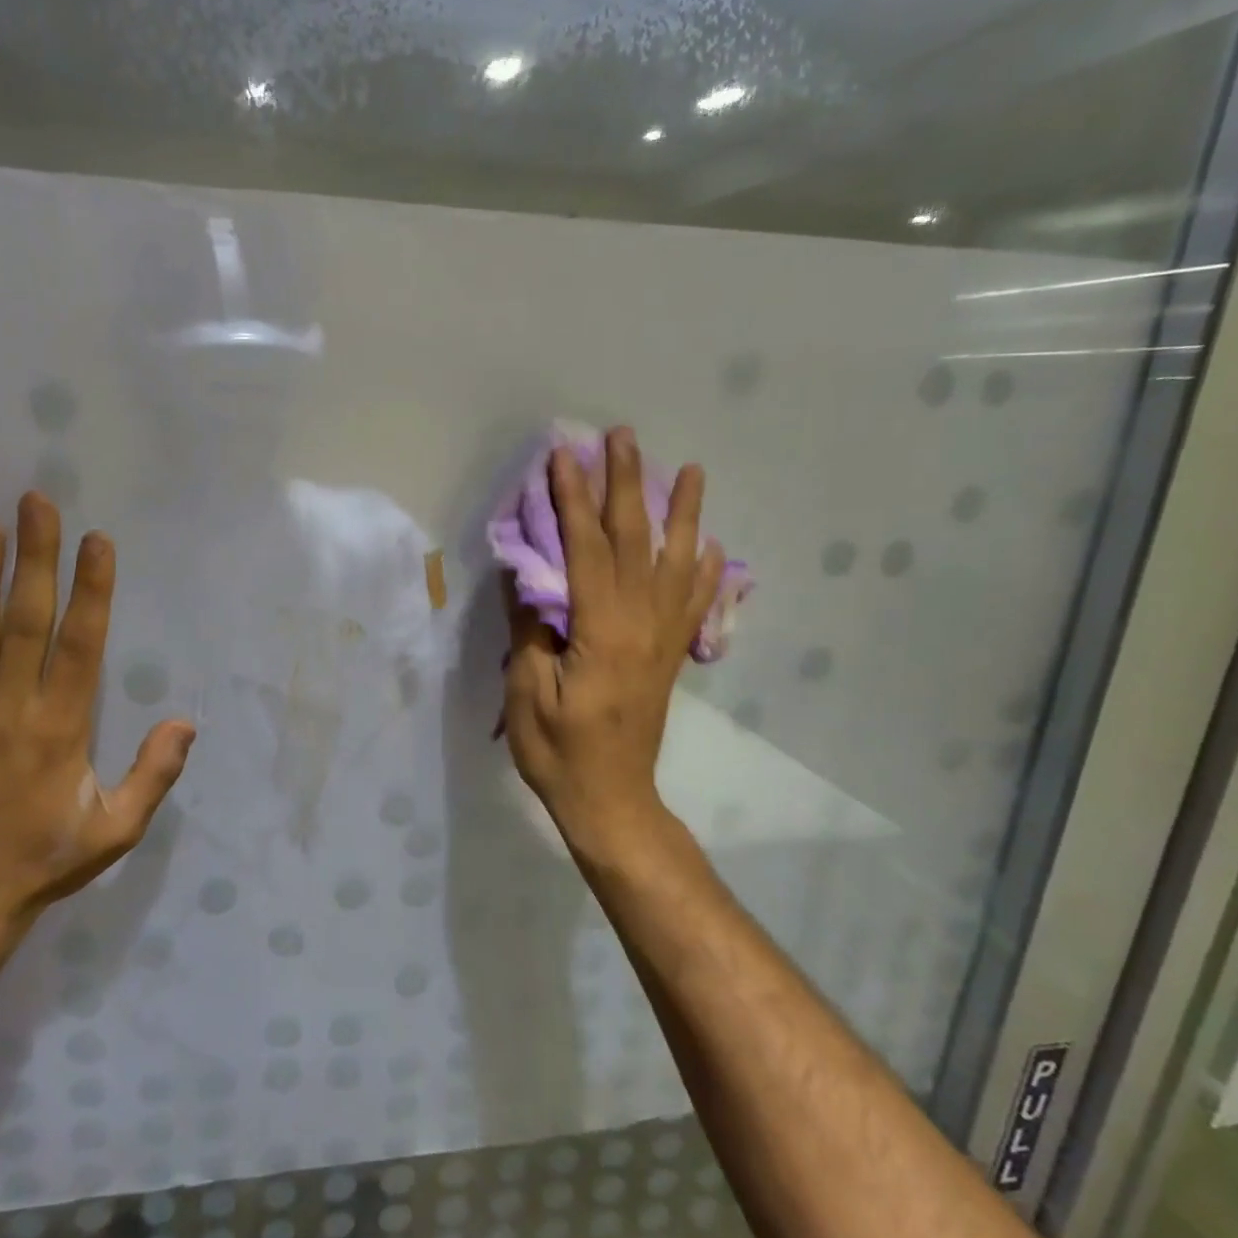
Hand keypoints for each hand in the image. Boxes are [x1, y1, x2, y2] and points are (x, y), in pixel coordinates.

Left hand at [0, 492, 195, 934]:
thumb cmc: (44, 860)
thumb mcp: (117, 829)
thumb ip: (154, 774)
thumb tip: (186, 721)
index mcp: (61, 728)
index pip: (81, 644)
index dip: (91, 590)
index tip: (95, 541)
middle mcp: (10, 710)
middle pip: (25, 621)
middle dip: (35, 559)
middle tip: (36, 503)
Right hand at [502, 427, 723, 862]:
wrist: (612, 801)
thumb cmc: (559, 751)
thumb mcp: (527, 692)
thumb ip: (530, 628)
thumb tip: (528, 573)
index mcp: (604, 631)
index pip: (587, 550)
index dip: (573, 500)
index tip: (563, 456)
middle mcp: (643, 624)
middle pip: (637, 542)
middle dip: (626, 485)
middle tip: (623, 437)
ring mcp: (663, 639)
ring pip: (676, 563)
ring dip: (681, 513)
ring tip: (691, 470)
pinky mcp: (669, 655)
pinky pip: (696, 603)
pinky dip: (706, 570)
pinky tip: (711, 545)